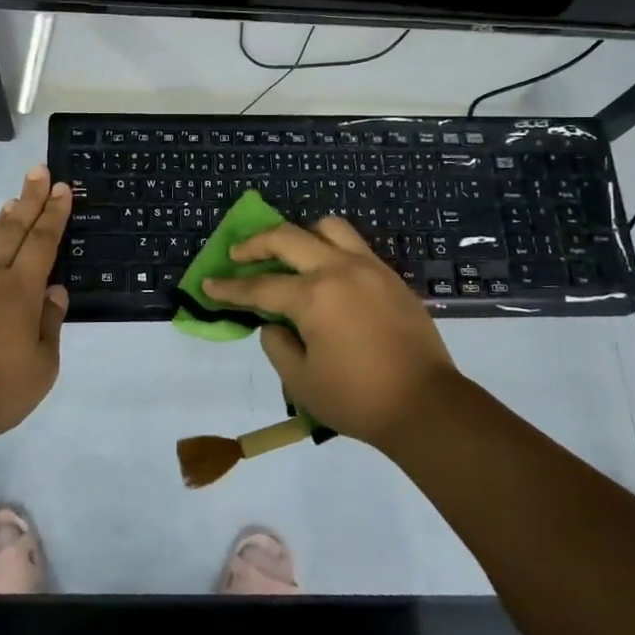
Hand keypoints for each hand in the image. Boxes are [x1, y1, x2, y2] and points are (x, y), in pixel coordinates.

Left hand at [0, 166, 71, 438]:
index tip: (62, 187)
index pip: (42, 241)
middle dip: (29, 199)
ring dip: (0, 222)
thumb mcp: (41, 366)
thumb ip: (50, 324)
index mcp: (20, 290)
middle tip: (38, 171)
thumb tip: (55, 291)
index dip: (54, 213)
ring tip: (11, 203)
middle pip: (12, 230)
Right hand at [203, 217, 466, 449]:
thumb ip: (277, 345)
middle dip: (256, 244)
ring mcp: (370, 268)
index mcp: (314, 296)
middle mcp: (339, 270)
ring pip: (328, 228)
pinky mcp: (391, 277)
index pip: (260, 287)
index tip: (208, 284)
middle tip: (238, 255)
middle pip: (288, 238)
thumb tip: (274, 323)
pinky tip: (325, 272)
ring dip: (301, 234)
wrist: (427, 406)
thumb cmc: (358, 399)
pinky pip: (355, 246)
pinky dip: (331, 248)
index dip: (229, 288)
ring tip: (290, 254)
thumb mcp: (301, 382)